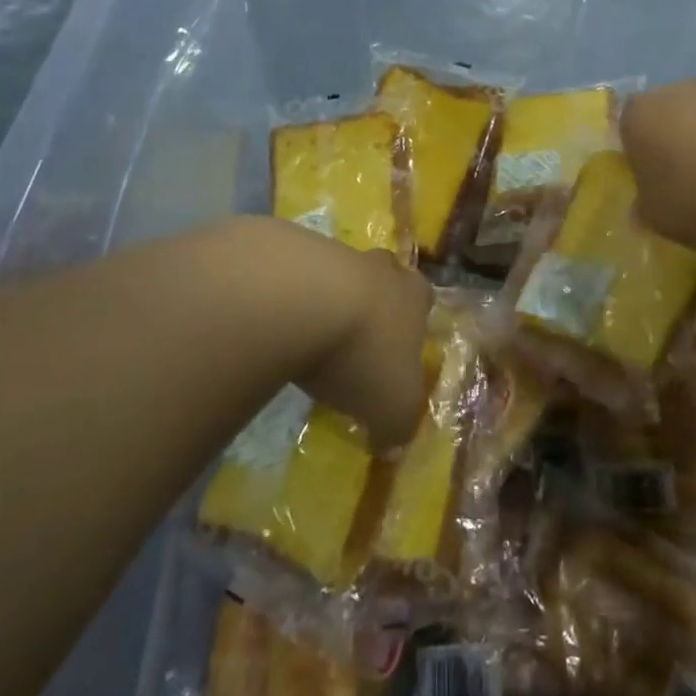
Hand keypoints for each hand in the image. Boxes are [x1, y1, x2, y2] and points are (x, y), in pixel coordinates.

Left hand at [208, 218, 430, 450]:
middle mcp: (381, 268)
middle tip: (353, 338)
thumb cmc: (362, 354)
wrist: (301, 302)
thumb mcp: (392, 408)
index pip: (422, 301)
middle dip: (372, 303)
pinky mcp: (290, 251)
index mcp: (413, 298)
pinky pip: (294, 276)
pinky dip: (287, 298)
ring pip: (337, 274)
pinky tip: (273, 326)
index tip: (393, 352)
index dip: (410, 325)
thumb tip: (392, 445)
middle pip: (383, 277)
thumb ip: (397, 426)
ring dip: (326, 300)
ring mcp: (335, 253)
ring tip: (305, 338)